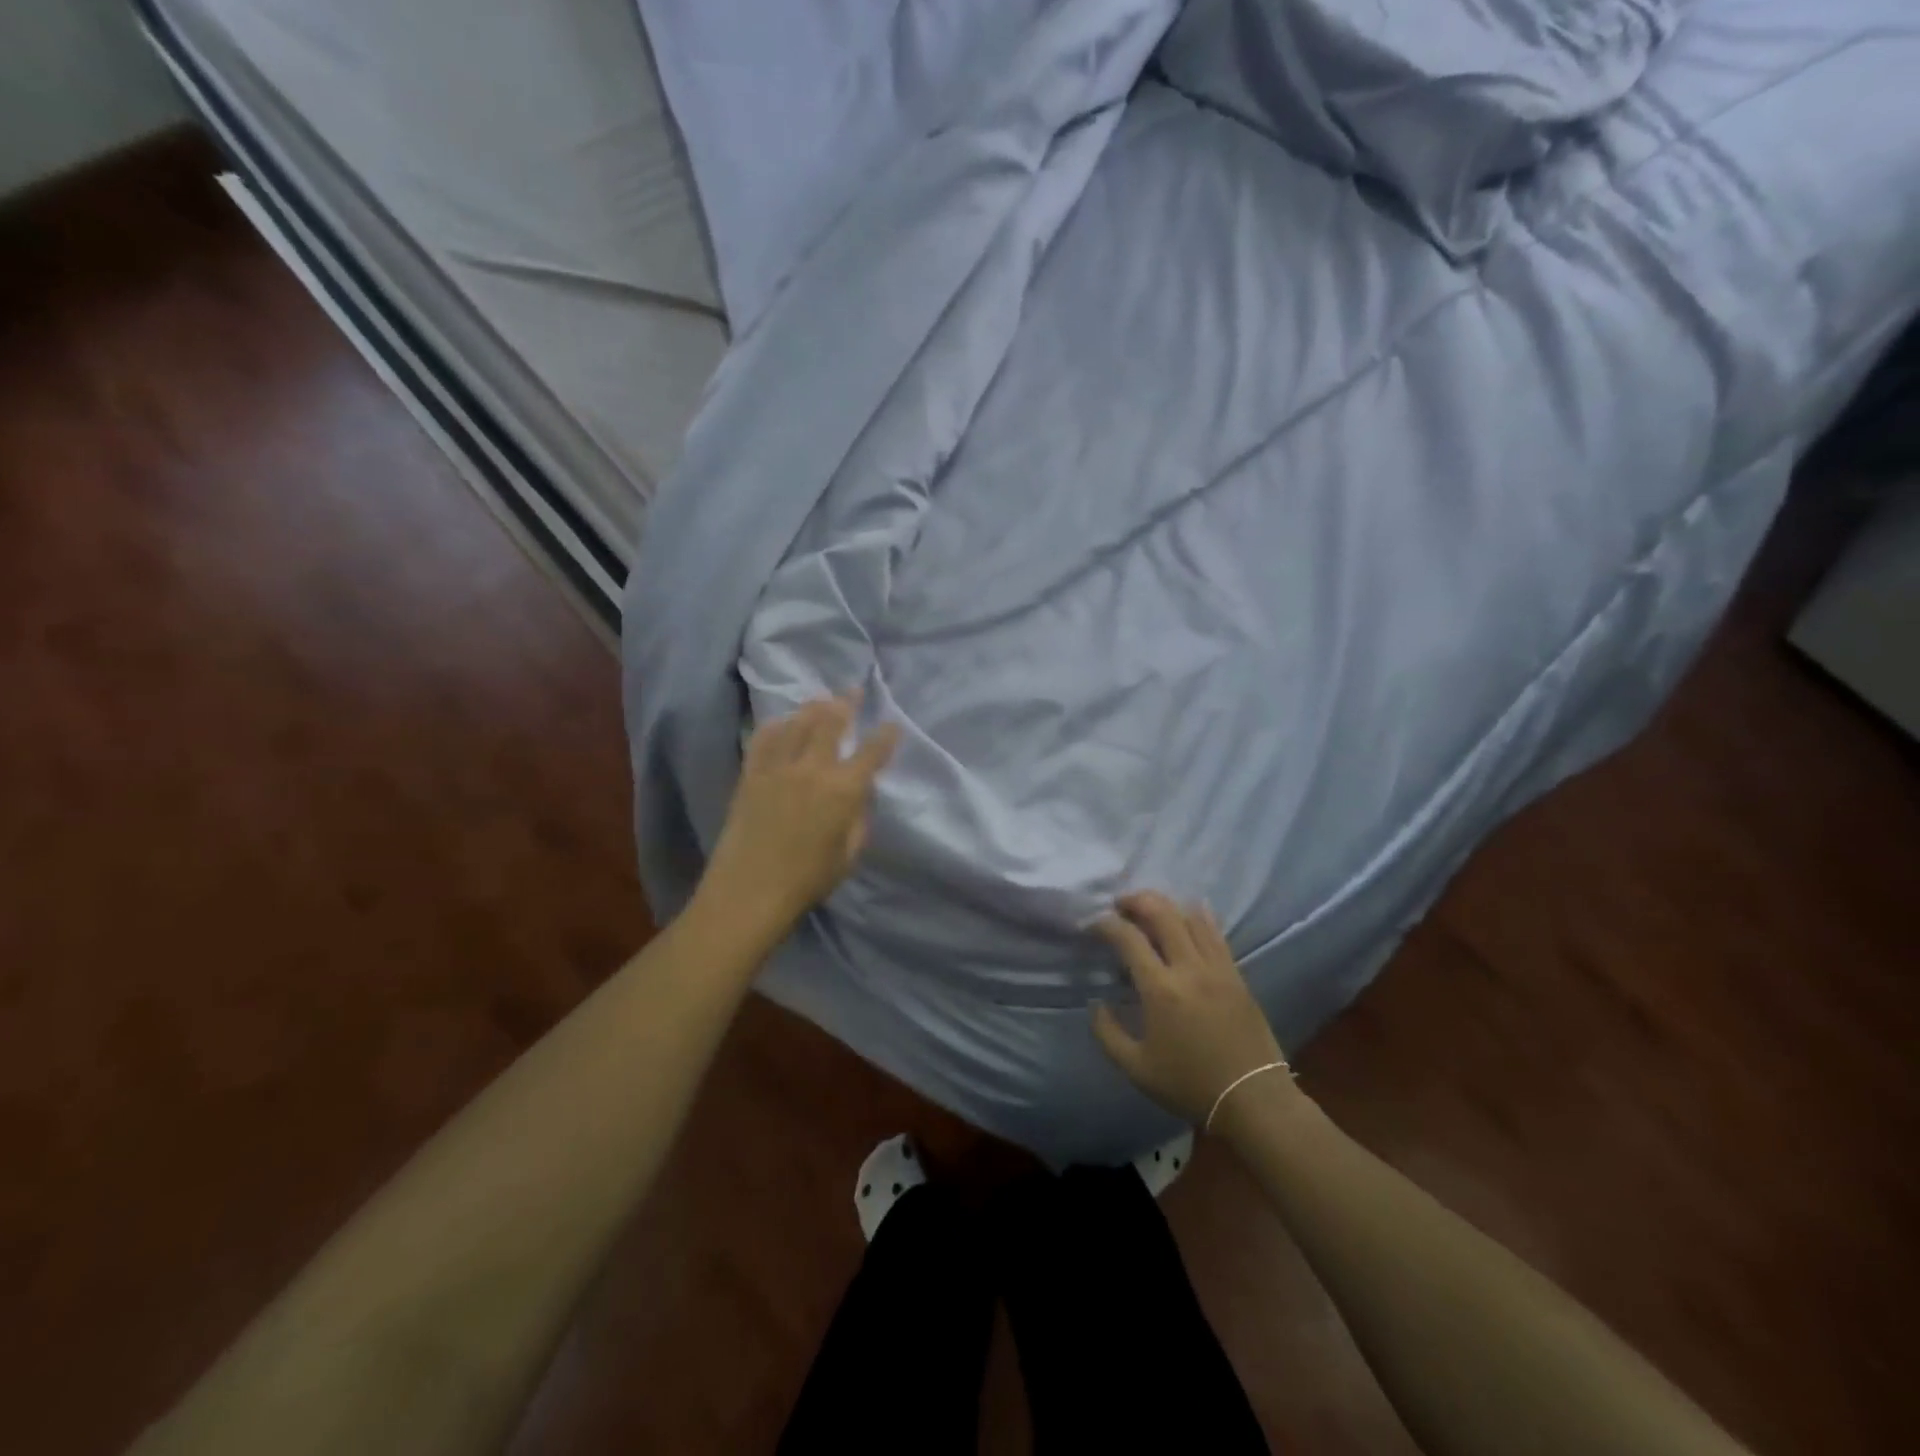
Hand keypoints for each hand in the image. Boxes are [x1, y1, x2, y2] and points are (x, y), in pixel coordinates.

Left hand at [698, 695, 900, 944]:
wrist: (750, 891)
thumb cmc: (808, 880)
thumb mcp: (849, 854)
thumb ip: (859, 817)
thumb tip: (860, 793)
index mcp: (843, 790)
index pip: (872, 753)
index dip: (886, 736)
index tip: (893, 725)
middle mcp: (812, 769)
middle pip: (831, 723)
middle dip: (847, 703)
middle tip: (854, 690)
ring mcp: (778, 768)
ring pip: (797, 724)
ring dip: (813, 707)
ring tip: (822, 699)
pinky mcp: (751, 774)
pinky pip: (764, 739)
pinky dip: (776, 725)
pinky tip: (782, 721)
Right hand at [1092, 892, 1293, 1127]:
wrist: (1253, 1099)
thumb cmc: (1190, 1085)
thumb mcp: (1137, 1069)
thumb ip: (1108, 1034)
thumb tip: (1097, 1004)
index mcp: (1161, 989)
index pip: (1128, 938)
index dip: (1106, 924)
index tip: (1093, 925)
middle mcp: (1189, 968)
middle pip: (1162, 914)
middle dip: (1136, 901)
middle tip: (1120, 904)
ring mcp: (1217, 968)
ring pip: (1190, 917)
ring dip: (1165, 904)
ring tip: (1149, 907)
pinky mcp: (1236, 974)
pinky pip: (1215, 933)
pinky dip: (1198, 915)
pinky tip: (1189, 911)